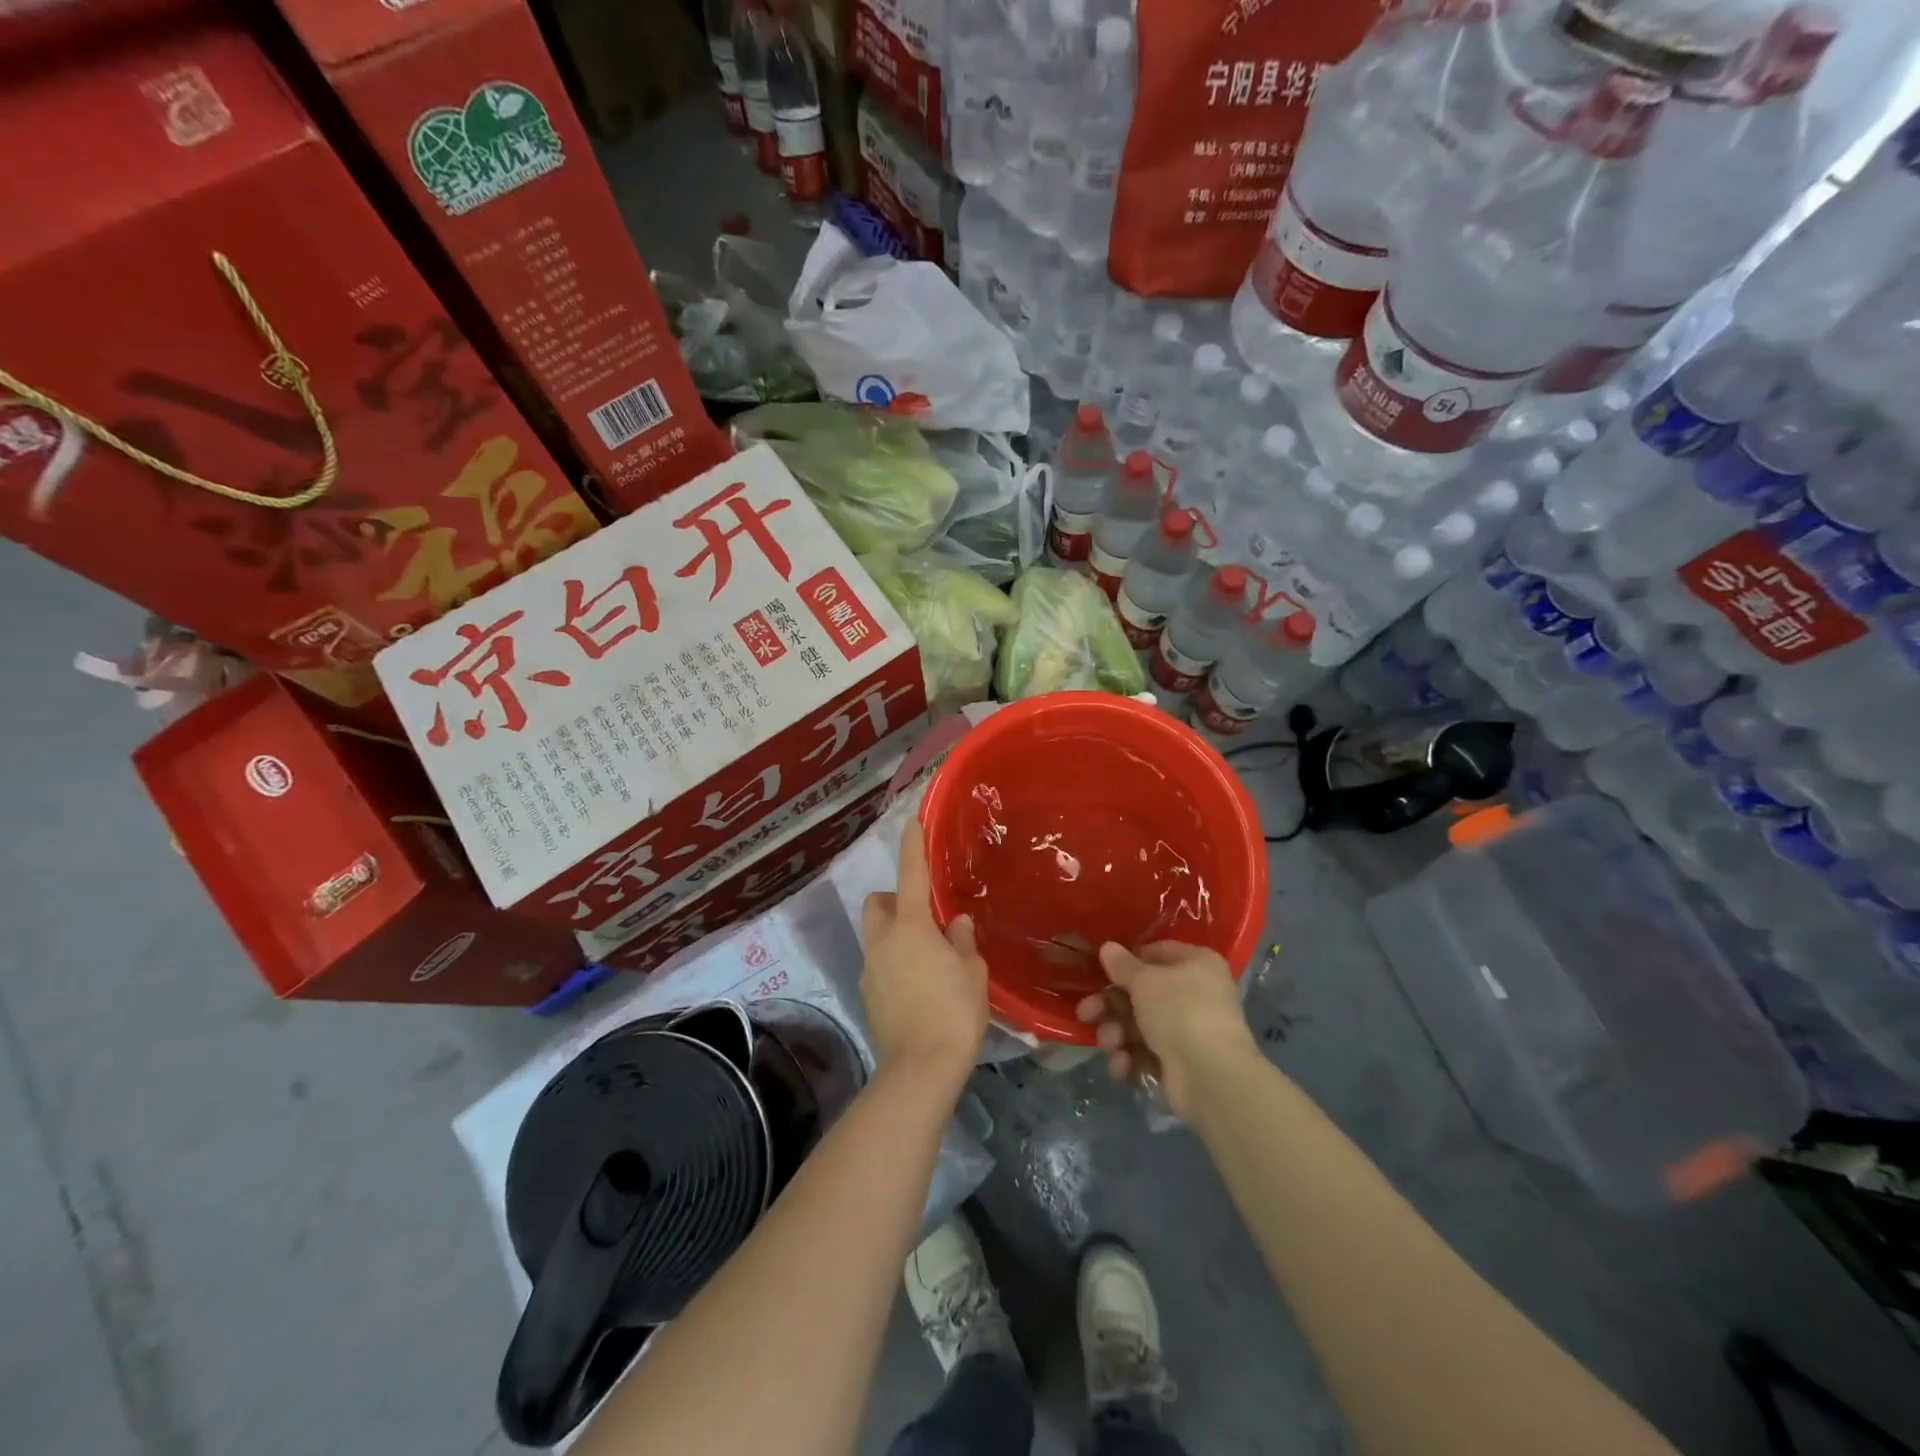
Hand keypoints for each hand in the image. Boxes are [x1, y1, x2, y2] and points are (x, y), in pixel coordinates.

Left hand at [861, 822, 988, 1088]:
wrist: (920, 1069)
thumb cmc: (954, 1013)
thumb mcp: (972, 973)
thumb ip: (962, 942)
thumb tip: (954, 924)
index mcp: (911, 928)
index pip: (910, 875)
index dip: (911, 846)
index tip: (911, 822)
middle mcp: (883, 942)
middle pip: (877, 903)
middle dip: (894, 899)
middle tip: (923, 915)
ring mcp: (871, 970)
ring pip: (875, 935)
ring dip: (894, 933)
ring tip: (927, 956)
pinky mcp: (868, 995)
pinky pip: (878, 964)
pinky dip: (894, 962)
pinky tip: (918, 986)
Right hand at [1076, 941, 1257, 1117]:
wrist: (1211, 1077)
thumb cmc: (1180, 1012)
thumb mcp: (1144, 981)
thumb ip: (1122, 965)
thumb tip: (1107, 947)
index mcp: (1196, 965)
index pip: (1157, 953)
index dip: (1128, 961)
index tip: (1102, 970)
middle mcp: (1195, 994)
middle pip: (1141, 993)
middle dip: (1110, 1006)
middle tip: (1086, 1013)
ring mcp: (1188, 1031)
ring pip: (1139, 1026)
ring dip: (1116, 1034)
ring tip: (1110, 1043)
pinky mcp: (1179, 1064)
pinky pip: (1146, 1054)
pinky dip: (1130, 1059)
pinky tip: (1123, 1066)